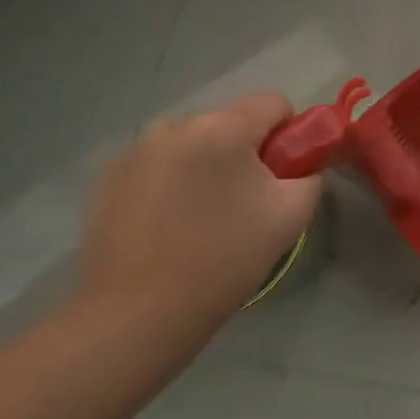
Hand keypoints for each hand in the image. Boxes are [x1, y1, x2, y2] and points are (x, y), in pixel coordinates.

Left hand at [77, 94, 321, 347]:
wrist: (136, 316)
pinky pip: (160, 164)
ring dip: (208, 165)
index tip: (283, 175)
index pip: (274, 103)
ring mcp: (135, 150)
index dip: (289, 135)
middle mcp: (175, 125)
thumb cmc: (224, 259)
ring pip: (194, 143)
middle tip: (246, 203)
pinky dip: (173, 182)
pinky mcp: (108, 178)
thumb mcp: (291, 215)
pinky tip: (169, 225)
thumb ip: (310, 175)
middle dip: (245, 152)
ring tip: (203, 217)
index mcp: (222, 127)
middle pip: (231, 122)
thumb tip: (302, 165)